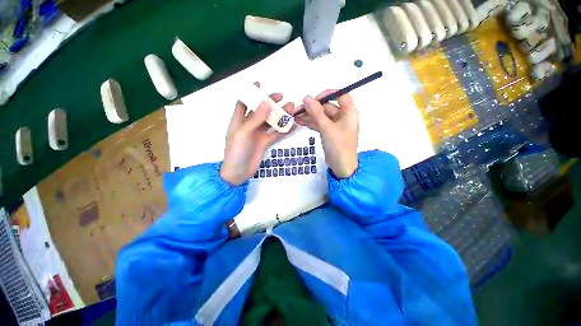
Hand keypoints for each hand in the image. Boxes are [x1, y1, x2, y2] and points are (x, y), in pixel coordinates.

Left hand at [220, 92, 294, 185]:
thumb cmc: (236, 152)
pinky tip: (292, 125)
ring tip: (292, 109)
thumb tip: (266, 103)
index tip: (259, 83)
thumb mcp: (243, 133)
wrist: (238, 172)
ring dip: (280, 116)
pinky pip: (275, 134)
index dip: (250, 92)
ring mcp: (258, 134)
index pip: (244, 102)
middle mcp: (249, 125)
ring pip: (271, 122)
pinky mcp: (264, 143)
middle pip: (261, 111)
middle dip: (271, 103)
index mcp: (239, 120)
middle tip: (283, 97)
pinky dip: (283, 130)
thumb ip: (255, 118)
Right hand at [295, 90, 358, 177]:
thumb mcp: (327, 128)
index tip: (313, 99)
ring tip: (295, 116)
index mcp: (349, 113)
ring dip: (309, 116)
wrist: (341, 167)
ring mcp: (335, 125)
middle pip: (327, 106)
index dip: (327, 94)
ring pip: (321, 116)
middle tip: (298, 109)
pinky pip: (319, 124)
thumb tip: (306, 98)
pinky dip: (311, 123)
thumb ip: (316, 113)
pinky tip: (300, 122)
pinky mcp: (329, 132)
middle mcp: (343, 117)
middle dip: (312, 108)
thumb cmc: (338, 147)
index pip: (340, 95)